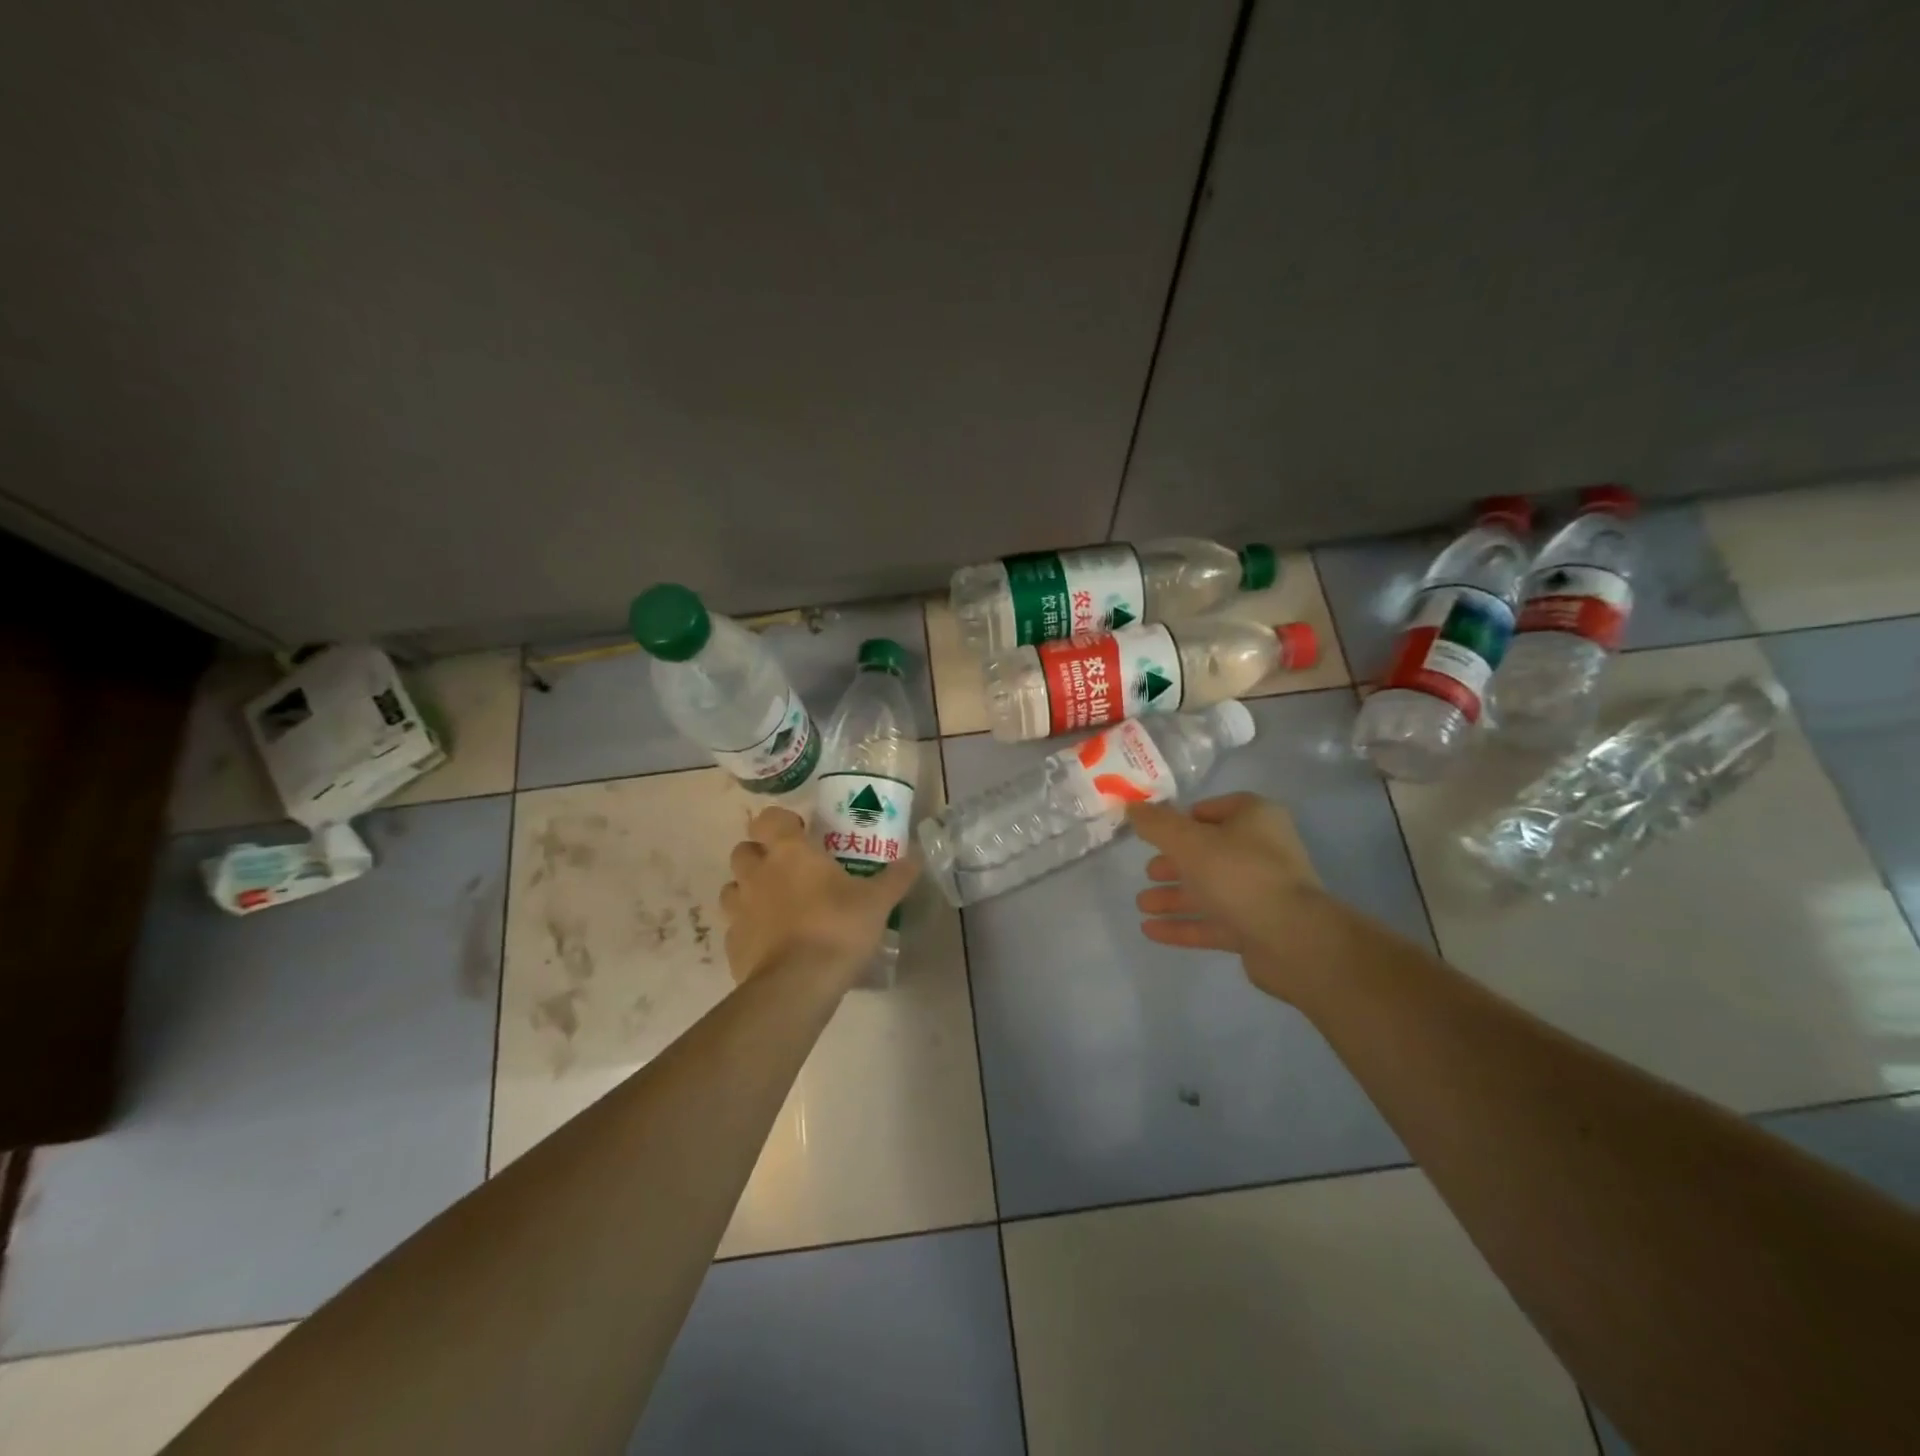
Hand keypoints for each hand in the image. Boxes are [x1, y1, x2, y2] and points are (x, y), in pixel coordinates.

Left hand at [719, 807, 918, 986]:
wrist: (797, 985)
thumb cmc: (837, 928)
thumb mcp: (877, 902)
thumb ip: (896, 877)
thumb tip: (916, 856)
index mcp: (788, 853)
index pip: (768, 818)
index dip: (780, 821)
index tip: (801, 833)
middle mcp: (757, 874)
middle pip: (744, 850)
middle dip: (761, 854)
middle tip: (790, 869)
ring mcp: (739, 910)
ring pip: (733, 888)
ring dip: (749, 890)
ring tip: (778, 905)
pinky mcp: (733, 944)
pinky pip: (736, 927)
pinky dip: (750, 929)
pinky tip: (773, 942)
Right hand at [1127, 793, 1335, 1002]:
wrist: (1292, 939)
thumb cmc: (1239, 874)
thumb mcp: (1189, 842)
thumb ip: (1157, 825)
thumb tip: (1132, 808)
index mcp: (1255, 819)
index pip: (1213, 809)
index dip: (1182, 818)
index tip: (1154, 831)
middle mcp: (1262, 851)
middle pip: (1208, 852)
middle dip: (1173, 863)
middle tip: (1147, 871)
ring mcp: (1261, 892)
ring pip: (1209, 889)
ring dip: (1174, 896)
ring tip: (1142, 904)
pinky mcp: (1257, 928)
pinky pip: (1213, 922)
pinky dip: (1183, 924)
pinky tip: (1150, 930)